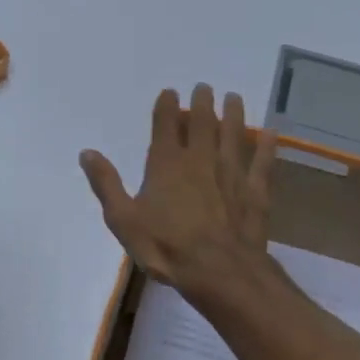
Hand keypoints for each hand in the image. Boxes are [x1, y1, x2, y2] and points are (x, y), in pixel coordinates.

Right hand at [80, 85, 278, 301]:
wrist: (219, 272)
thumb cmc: (166, 247)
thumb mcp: (123, 220)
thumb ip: (106, 184)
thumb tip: (87, 152)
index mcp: (167, 163)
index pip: (165, 125)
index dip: (167, 105)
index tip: (170, 92)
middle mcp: (200, 159)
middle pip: (202, 122)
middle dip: (202, 103)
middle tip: (204, 87)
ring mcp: (231, 173)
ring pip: (233, 134)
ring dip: (233, 114)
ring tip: (234, 98)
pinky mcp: (255, 191)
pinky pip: (262, 163)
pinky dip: (267, 147)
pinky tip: (271, 133)